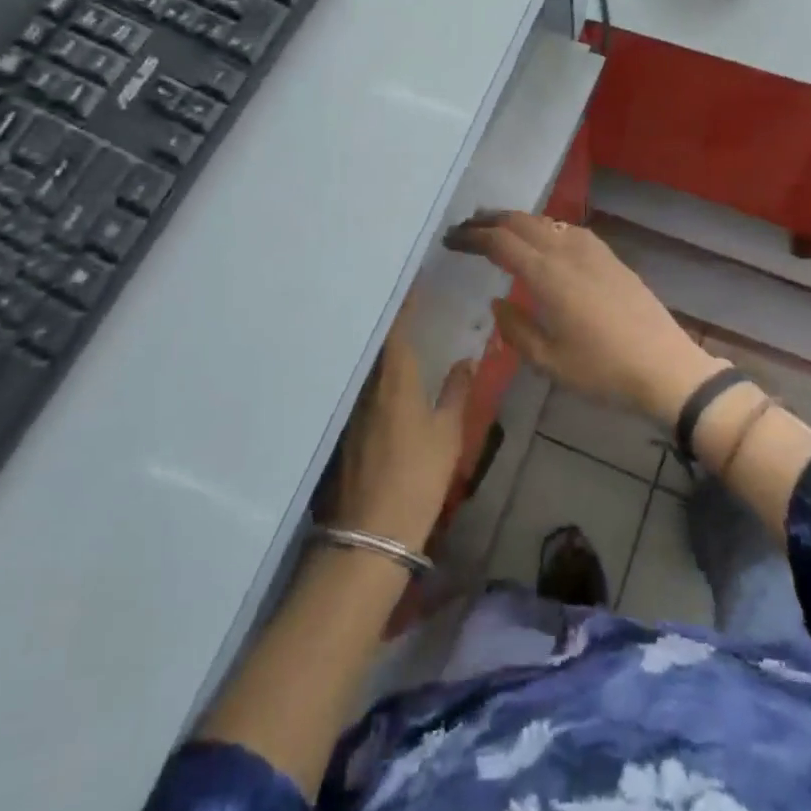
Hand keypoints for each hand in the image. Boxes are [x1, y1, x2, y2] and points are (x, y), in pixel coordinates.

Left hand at [325, 313, 470, 549]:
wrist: (372, 532)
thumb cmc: (417, 476)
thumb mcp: (447, 434)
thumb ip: (456, 392)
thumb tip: (466, 360)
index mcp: (394, 379)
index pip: (395, 328)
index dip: (403, 302)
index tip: (410, 279)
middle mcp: (366, 385)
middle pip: (375, 341)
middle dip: (388, 317)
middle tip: (404, 296)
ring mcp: (351, 407)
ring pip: (366, 363)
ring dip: (379, 343)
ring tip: (396, 326)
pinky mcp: (345, 428)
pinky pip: (360, 384)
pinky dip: (372, 369)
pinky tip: (383, 372)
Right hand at [445, 211, 719, 427]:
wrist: (665, 367)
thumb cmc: (602, 370)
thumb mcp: (548, 361)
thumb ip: (516, 328)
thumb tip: (498, 302)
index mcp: (547, 275)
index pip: (500, 241)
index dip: (472, 236)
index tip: (451, 240)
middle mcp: (568, 252)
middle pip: (522, 222)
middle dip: (490, 220)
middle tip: (466, 228)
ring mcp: (593, 251)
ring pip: (546, 221)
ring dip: (517, 220)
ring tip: (498, 229)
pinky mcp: (611, 258)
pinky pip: (568, 229)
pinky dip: (544, 227)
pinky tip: (543, 240)